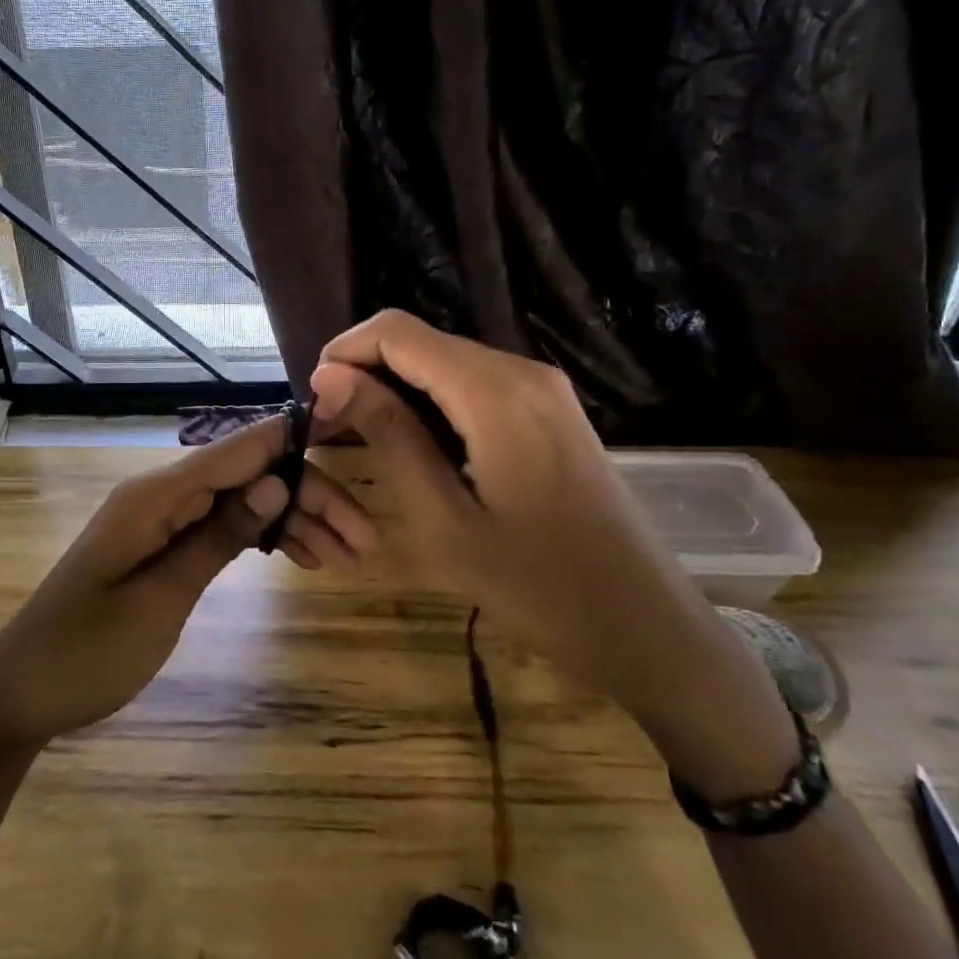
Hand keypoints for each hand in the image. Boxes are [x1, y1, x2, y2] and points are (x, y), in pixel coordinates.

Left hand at [0, 414, 376, 748]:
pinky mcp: (162, 543)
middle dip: (309, 498)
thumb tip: (278, 482)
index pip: (240, 448)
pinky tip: (299, 557)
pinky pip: (222, 525)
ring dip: (293, 521)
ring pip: (243, 501)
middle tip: (363, 544)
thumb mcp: (161, 599)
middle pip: (250, 475)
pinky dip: (262, 538)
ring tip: (345, 559)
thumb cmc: (87, 652)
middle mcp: (162, 493)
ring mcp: (162, 518)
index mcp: (156, 495)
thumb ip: (218, 536)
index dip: (296, 439)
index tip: (351, 437)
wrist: (20, 693)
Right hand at [310, 311, 794, 793]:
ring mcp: (544, 389)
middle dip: (367, 372)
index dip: (345, 353)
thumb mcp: (444, 517)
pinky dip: (434, 401)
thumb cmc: (537, 585)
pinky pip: (476, 384)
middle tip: (333, 430)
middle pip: (422, 341)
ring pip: (447, 361)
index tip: (315, 402)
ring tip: (365, 440)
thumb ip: (389, 434)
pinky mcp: (552, 411)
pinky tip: (418, 446)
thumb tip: (329, 376)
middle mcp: (522, 372)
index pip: (397, 332)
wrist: (643, 626)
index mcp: (495, 391)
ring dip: (397, 388)